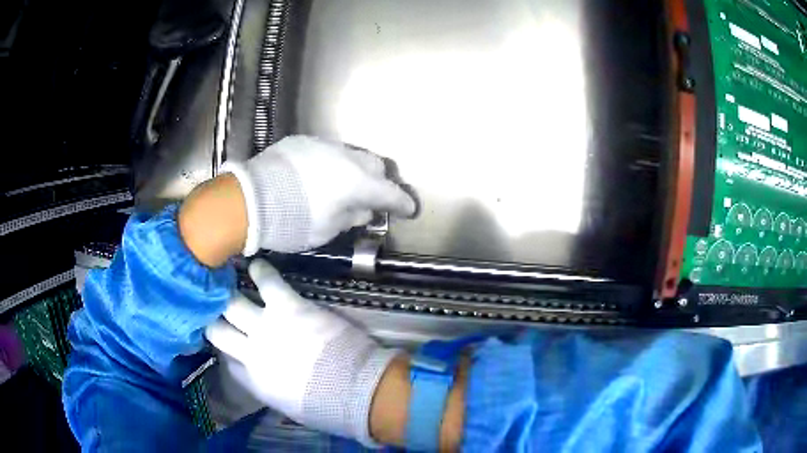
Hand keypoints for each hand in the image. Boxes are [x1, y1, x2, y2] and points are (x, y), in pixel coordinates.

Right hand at [205, 259, 400, 445]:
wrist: (353, 390)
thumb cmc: (325, 404)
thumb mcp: (287, 405)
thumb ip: (264, 386)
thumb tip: (255, 372)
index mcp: (254, 380)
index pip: (229, 362)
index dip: (228, 351)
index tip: (231, 344)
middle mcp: (251, 352)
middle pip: (218, 330)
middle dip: (212, 318)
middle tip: (212, 306)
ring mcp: (266, 327)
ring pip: (233, 303)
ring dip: (227, 292)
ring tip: (225, 278)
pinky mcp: (287, 307)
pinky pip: (268, 283)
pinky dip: (261, 272)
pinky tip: (255, 264)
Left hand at [221, 135, 414, 254]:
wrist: (249, 199)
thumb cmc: (292, 222)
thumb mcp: (326, 230)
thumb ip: (350, 217)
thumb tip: (363, 210)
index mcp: (356, 183)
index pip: (390, 193)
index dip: (402, 203)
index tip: (409, 210)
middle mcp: (346, 158)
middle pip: (376, 165)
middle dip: (379, 181)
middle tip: (373, 198)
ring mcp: (323, 145)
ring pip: (352, 154)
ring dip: (355, 170)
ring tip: (344, 186)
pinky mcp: (302, 141)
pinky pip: (327, 151)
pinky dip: (331, 164)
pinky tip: (319, 176)